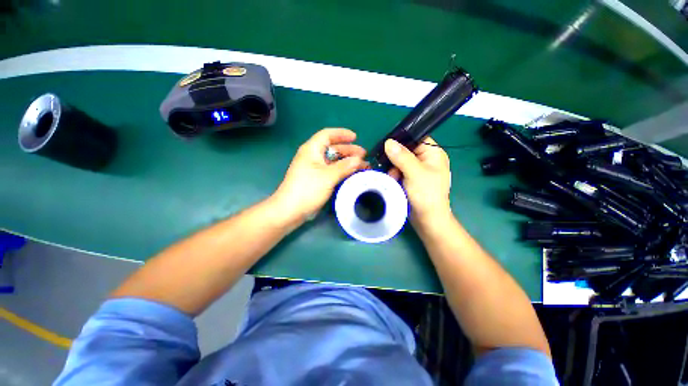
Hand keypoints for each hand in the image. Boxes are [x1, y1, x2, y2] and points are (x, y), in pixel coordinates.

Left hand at [273, 128, 366, 222]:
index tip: (355, 138)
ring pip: (333, 161)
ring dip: (347, 162)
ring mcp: (315, 169)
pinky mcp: (317, 179)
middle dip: (348, 150)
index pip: (327, 135)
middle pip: (333, 148)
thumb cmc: (308, 189)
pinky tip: (352, 175)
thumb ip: (344, 167)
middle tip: (364, 156)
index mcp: (312, 150)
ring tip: (362, 166)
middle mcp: (313, 156)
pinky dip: (342, 171)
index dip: (342, 134)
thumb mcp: (328, 176)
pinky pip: (332, 171)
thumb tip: (359, 160)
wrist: (291, 210)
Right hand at [385, 137, 451, 225]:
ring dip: (394, 169)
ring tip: (393, 178)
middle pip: (405, 150)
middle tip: (391, 169)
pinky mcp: (411, 179)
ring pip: (400, 162)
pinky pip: (399, 171)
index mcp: (433, 153)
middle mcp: (426, 159)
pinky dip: (395, 175)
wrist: (427, 219)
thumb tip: (388, 141)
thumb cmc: (426, 194)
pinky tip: (393, 182)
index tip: (387, 146)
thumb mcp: (414, 173)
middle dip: (395, 159)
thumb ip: (401, 156)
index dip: (402, 140)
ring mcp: (418, 170)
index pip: (416, 138)